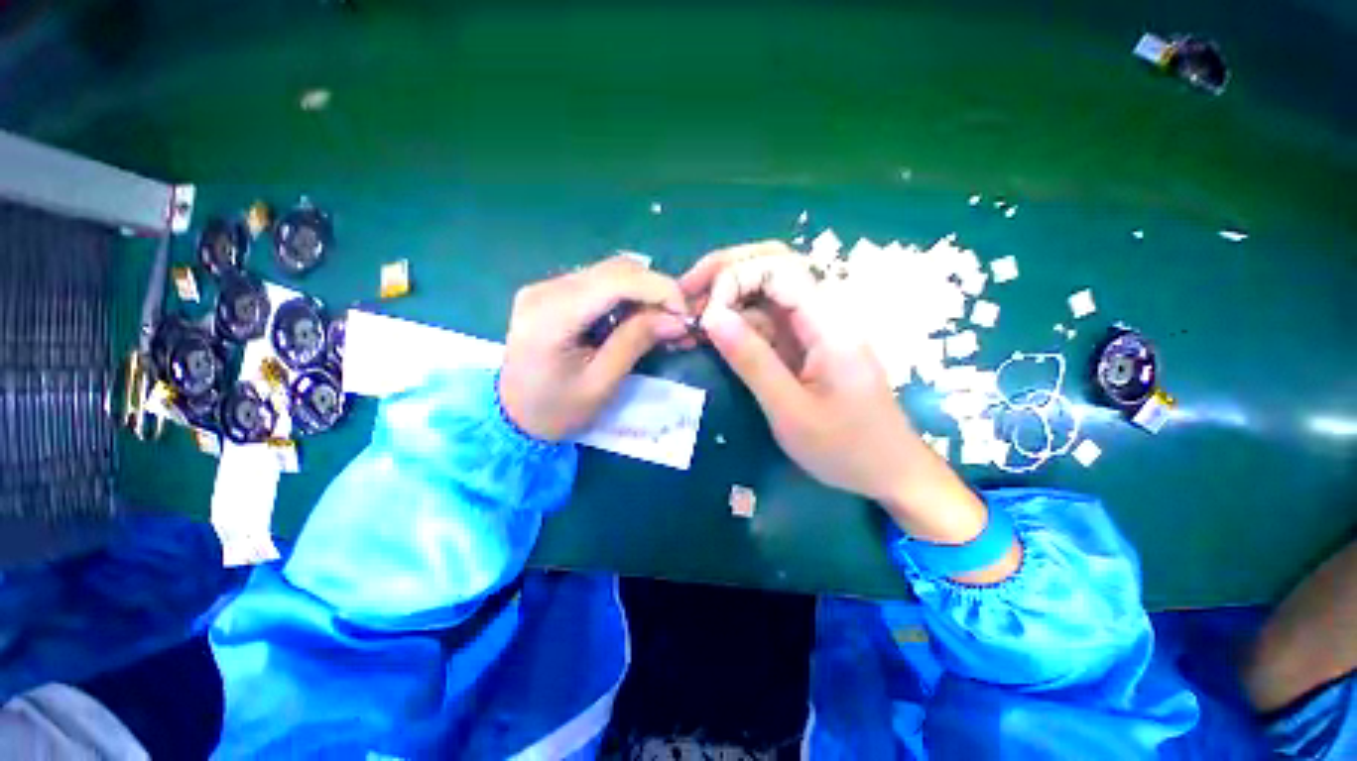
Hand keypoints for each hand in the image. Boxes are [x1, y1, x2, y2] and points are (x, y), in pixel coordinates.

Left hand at [499, 256, 691, 440]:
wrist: (511, 417)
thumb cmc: (555, 410)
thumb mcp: (601, 383)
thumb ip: (636, 342)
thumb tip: (676, 319)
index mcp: (552, 314)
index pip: (616, 280)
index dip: (659, 289)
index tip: (685, 314)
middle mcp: (545, 289)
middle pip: (615, 270)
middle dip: (656, 291)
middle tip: (678, 321)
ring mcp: (546, 287)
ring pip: (610, 273)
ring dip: (644, 293)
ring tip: (663, 322)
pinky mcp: (552, 293)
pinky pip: (599, 284)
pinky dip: (627, 298)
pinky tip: (639, 319)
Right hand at [681, 241, 916, 501]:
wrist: (889, 470)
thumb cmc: (845, 448)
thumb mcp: (789, 409)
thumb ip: (750, 360)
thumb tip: (710, 316)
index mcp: (827, 323)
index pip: (777, 268)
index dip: (733, 277)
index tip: (703, 313)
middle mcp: (822, 313)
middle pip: (771, 266)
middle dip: (724, 272)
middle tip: (685, 293)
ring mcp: (813, 328)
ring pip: (765, 292)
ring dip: (725, 297)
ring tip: (689, 319)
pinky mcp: (805, 344)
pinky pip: (766, 321)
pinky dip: (736, 324)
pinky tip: (711, 336)